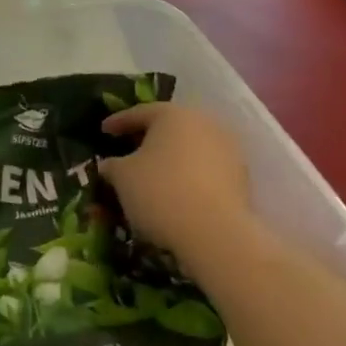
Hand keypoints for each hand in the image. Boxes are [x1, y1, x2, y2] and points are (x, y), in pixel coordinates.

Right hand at [98, 103, 264, 272]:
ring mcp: (228, 149)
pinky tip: (176, 191)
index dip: (119, 122)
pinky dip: (188, 175)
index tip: (104, 131)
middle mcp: (205, 124)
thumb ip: (112, 165)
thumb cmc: (159, 191)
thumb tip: (109, 165)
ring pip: (190, 148)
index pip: (140, 113)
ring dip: (171, 157)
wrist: (214, 232)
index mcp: (173, 115)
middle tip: (129, 150)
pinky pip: (205, 168)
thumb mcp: (122, 176)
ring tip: (153, 174)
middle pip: (170, 127)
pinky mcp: (240, 176)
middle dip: (148, 138)